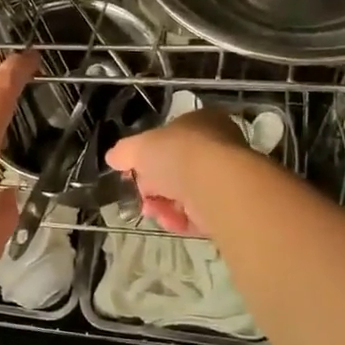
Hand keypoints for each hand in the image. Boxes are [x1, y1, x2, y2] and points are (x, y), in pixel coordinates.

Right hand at [105, 108, 249, 234]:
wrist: (216, 184)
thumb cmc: (178, 153)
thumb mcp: (139, 147)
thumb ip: (124, 151)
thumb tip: (113, 157)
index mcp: (201, 122)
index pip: (170, 138)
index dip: (147, 156)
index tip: (131, 172)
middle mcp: (217, 146)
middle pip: (176, 169)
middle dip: (154, 186)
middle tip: (141, 196)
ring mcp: (226, 177)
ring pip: (186, 194)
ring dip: (164, 205)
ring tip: (153, 212)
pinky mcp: (230, 206)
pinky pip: (200, 214)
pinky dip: (182, 220)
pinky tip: (171, 222)